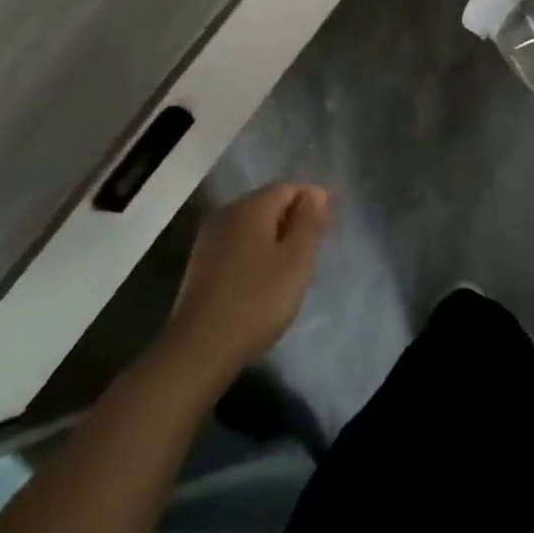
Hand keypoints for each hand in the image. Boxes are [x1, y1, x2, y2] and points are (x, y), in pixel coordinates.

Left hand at [160, 183, 331, 386]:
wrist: (201, 346)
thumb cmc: (258, 300)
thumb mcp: (295, 260)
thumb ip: (308, 222)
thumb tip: (315, 192)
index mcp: (251, 207)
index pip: (288, 187)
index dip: (313, 197)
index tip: (332, 220)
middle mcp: (227, 213)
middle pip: (268, 202)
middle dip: (295, 215)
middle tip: (319, 240)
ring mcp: (210, 238)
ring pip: (252, 223)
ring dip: (277, 233)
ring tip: (297, 259)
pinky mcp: (202, 262)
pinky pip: (238, 242)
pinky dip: (258, 248)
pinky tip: (267, 273)